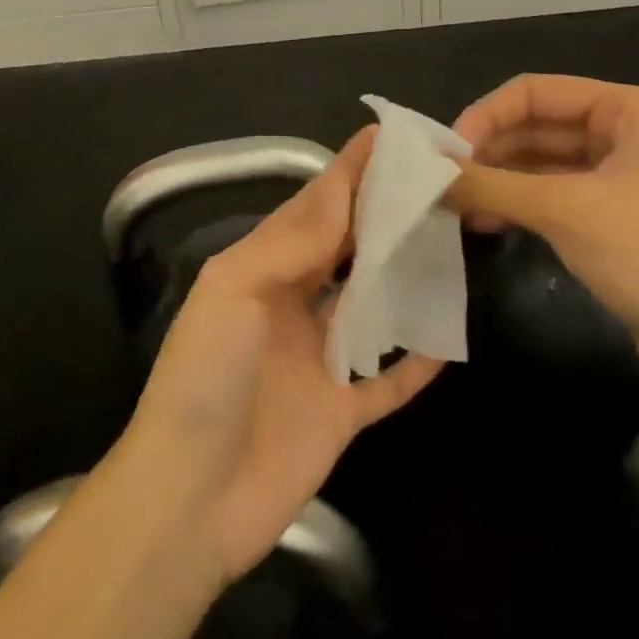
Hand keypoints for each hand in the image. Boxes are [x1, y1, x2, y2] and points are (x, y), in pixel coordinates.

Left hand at [113, 129, 441, 585]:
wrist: (189, 499)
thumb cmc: (204, 376)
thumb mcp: (233, 289)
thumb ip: (288, 243)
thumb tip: (340, 198)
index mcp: (261, 268)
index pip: (313, 208)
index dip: (347, 173)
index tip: (386, 139)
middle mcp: (292, 303)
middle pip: (346, 248)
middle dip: (381, 215)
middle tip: (432, 185)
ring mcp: (318, 358)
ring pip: (371, 304)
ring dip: (404, 277)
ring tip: (450, 245)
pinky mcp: (340, 412)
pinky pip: (388, 381)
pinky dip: (416, 362)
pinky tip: (449, 340)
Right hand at [449, 74, 638, 399]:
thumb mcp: (563, 211)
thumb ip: (489, 184)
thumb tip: (425, 172)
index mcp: (628, 109)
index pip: (536, 92)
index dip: (486, 115)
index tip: (447, 152)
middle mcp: (625, 132)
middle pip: (536, 125)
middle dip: (489, 151)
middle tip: (443, 181)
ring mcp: (620, 176)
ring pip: (540, 162)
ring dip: (498, 180)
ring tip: (454, 205)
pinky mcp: (613, 216)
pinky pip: (552, 194)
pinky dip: (517, 203)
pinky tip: (483, 223)